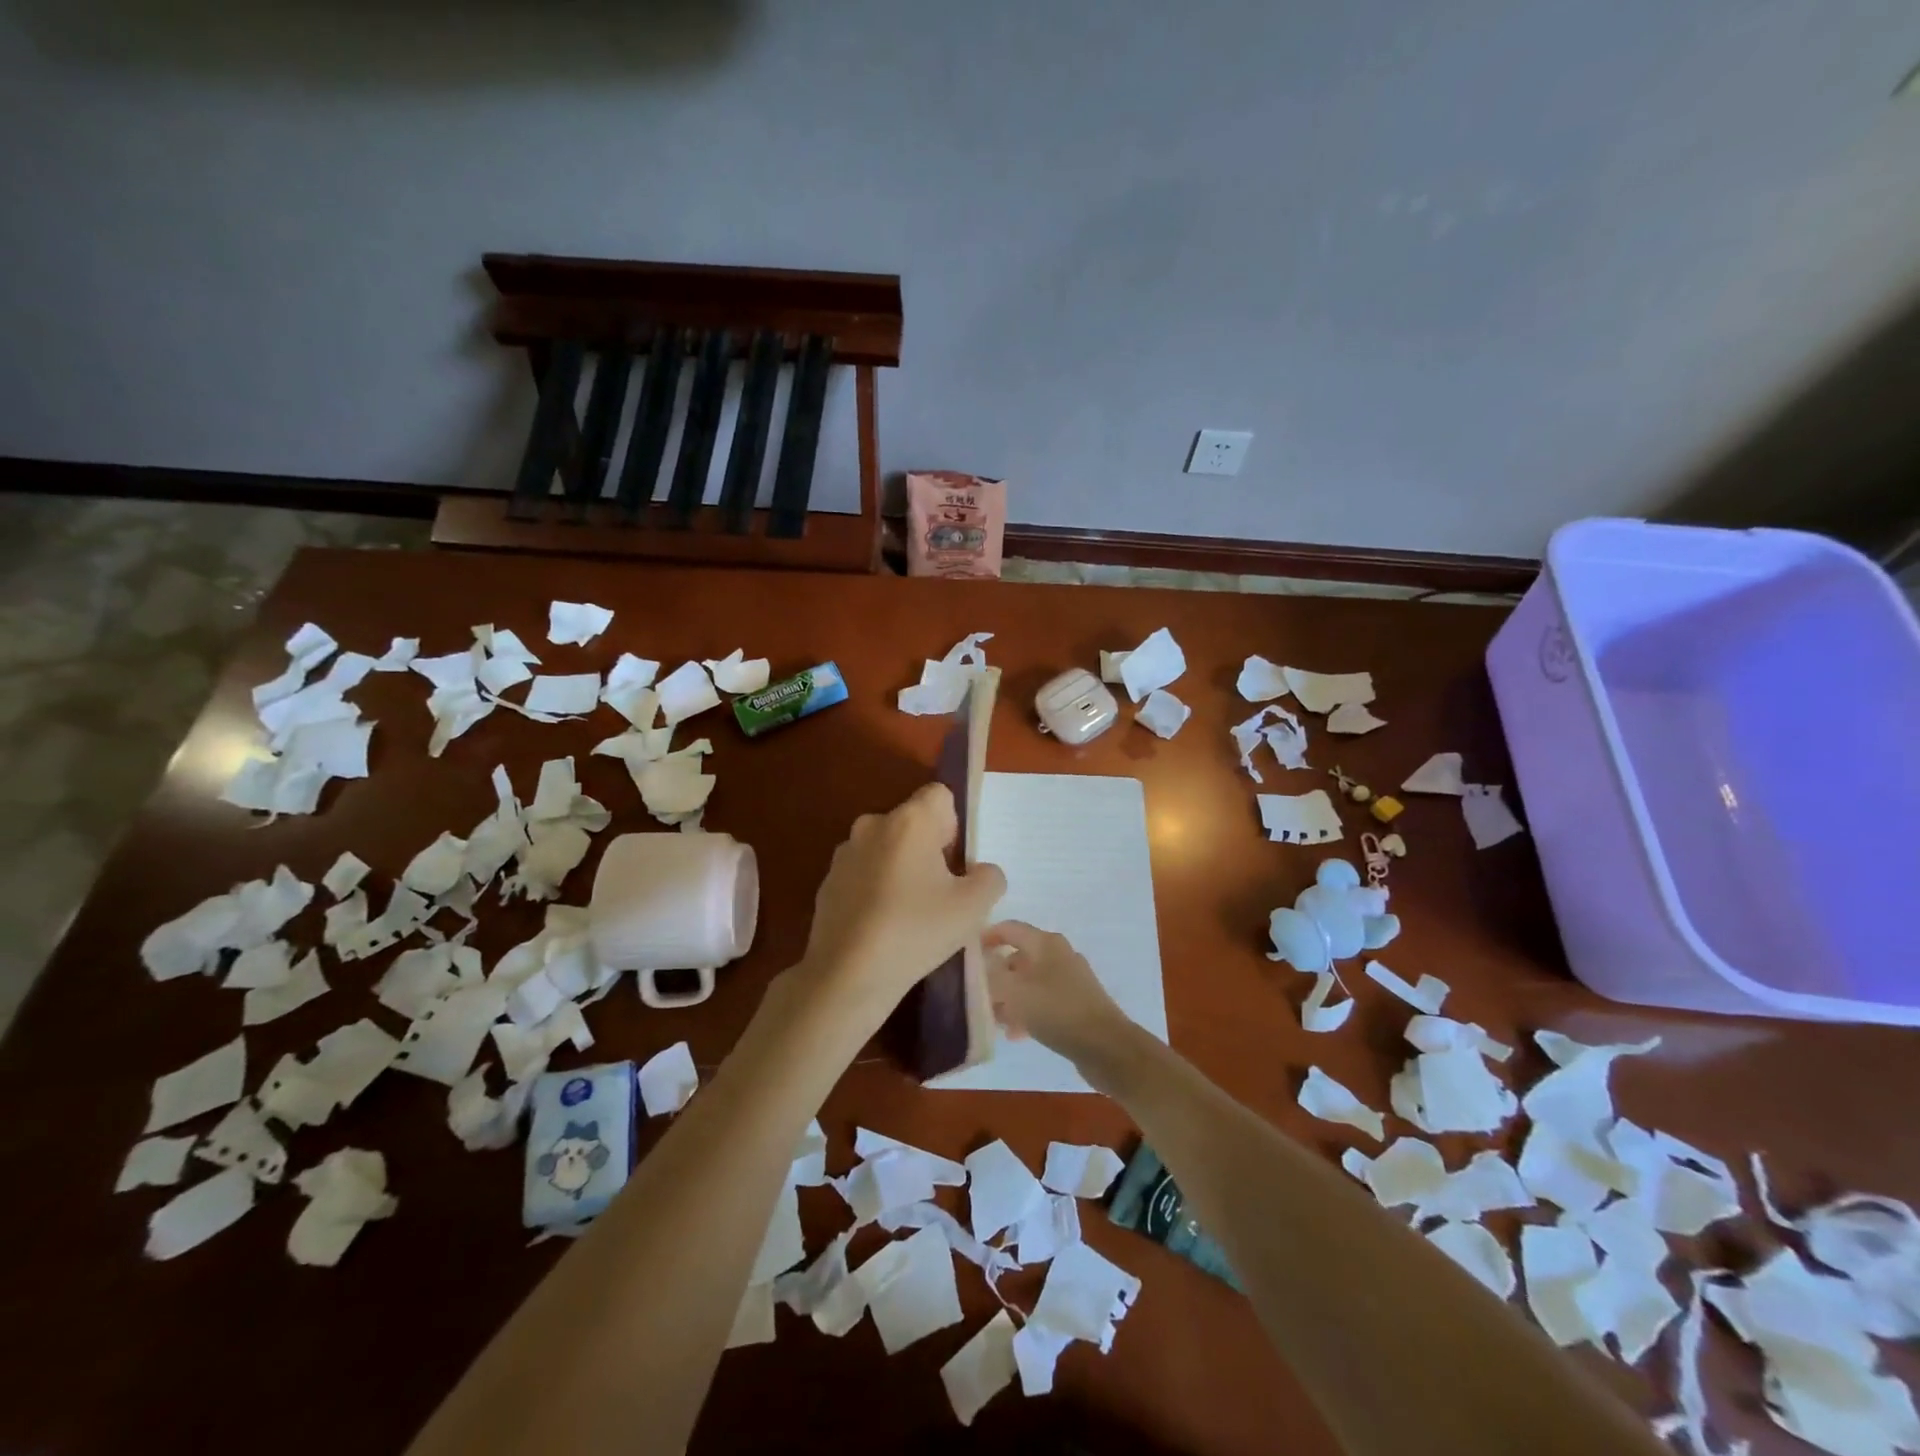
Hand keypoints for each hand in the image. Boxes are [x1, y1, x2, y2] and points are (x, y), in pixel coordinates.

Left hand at [796, 783, 1006, 1030]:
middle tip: (939, 894)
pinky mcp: (827, 881)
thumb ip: (989, 878)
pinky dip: (875, 890)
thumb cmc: (916, 931)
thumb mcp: (974, 907)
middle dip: (928, 849)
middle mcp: (872, 824)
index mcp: (909, 821)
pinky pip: (863, 874)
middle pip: (912, 823)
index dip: (953, 825)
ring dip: (900, 870)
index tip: (954, 863)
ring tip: (909, 915)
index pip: (939, 795)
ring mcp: (844, 853)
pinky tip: (882, 927)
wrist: (848, 976)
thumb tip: (980, 872)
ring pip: (886, 849)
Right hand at [983, 921, 1131, 1068]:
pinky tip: (1015, 1034)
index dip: (986, 937)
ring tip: (993, 1019)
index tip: (965, 954)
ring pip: (1029, 982)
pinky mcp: (1076, 1003)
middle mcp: (1058, 954)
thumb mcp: (1013, 992)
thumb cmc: (1056, 1010)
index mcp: (1045, 943)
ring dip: (1009, 998)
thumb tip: (979, 966)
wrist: (1106, 1046)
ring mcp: (1070, 979)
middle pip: (1018, 956)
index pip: (1009, 928)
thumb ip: (990, 975)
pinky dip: (1027, 1012)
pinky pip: (1043, 1001)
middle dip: (995, 974)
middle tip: (976, 993)